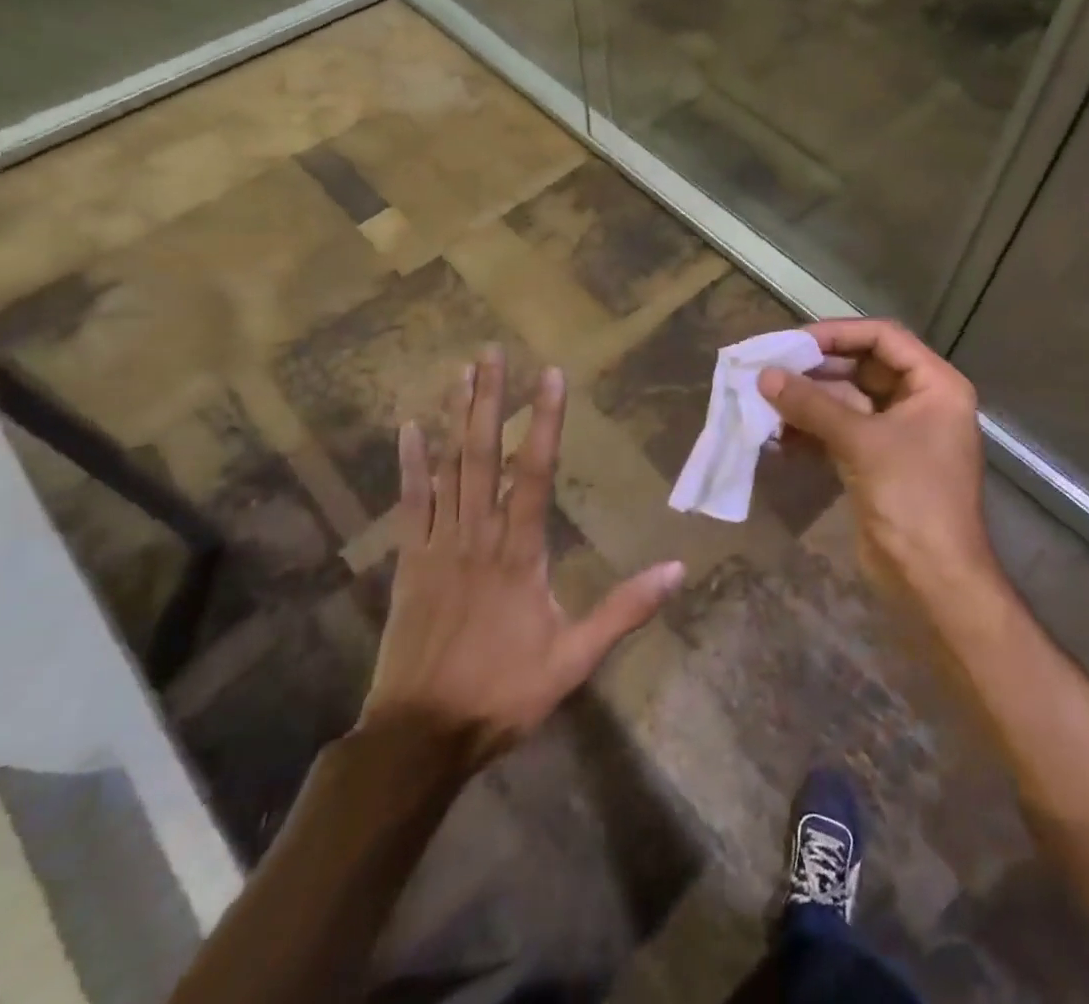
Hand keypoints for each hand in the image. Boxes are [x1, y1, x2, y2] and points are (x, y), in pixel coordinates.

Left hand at [358, 347, 684, 764]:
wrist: (419, 736)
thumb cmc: (502, 693)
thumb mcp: (575, 659)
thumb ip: (624, 610)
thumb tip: (678, 570)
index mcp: (520, 552)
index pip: (536, 472)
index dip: (546, 420)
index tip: (549, 374)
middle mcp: (478, 534)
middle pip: (485, 454)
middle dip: (491, 400)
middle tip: (492, 353)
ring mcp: (438, 544)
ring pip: (448, 467)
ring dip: (456, 417)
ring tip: (462, 372)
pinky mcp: (409, 560)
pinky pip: (410, 502)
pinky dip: (410, 464)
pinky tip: (409, 428)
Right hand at [758, 320, 996, 607]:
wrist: (933, 580)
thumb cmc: (912, 498)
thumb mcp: (862, 443)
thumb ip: (813, 405)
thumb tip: (765, 375)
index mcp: (935, 385)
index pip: (883, 338)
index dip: (838, 334)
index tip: (793, 341)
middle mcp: (920, 402)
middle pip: (862, 367)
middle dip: (816, 370)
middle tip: (770, 369)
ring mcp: (898, 434)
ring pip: (847, 401)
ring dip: (809, 402)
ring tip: (765, 403)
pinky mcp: (877, 462)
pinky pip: (841, 432)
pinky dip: (812, 432)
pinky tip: (778, 438)